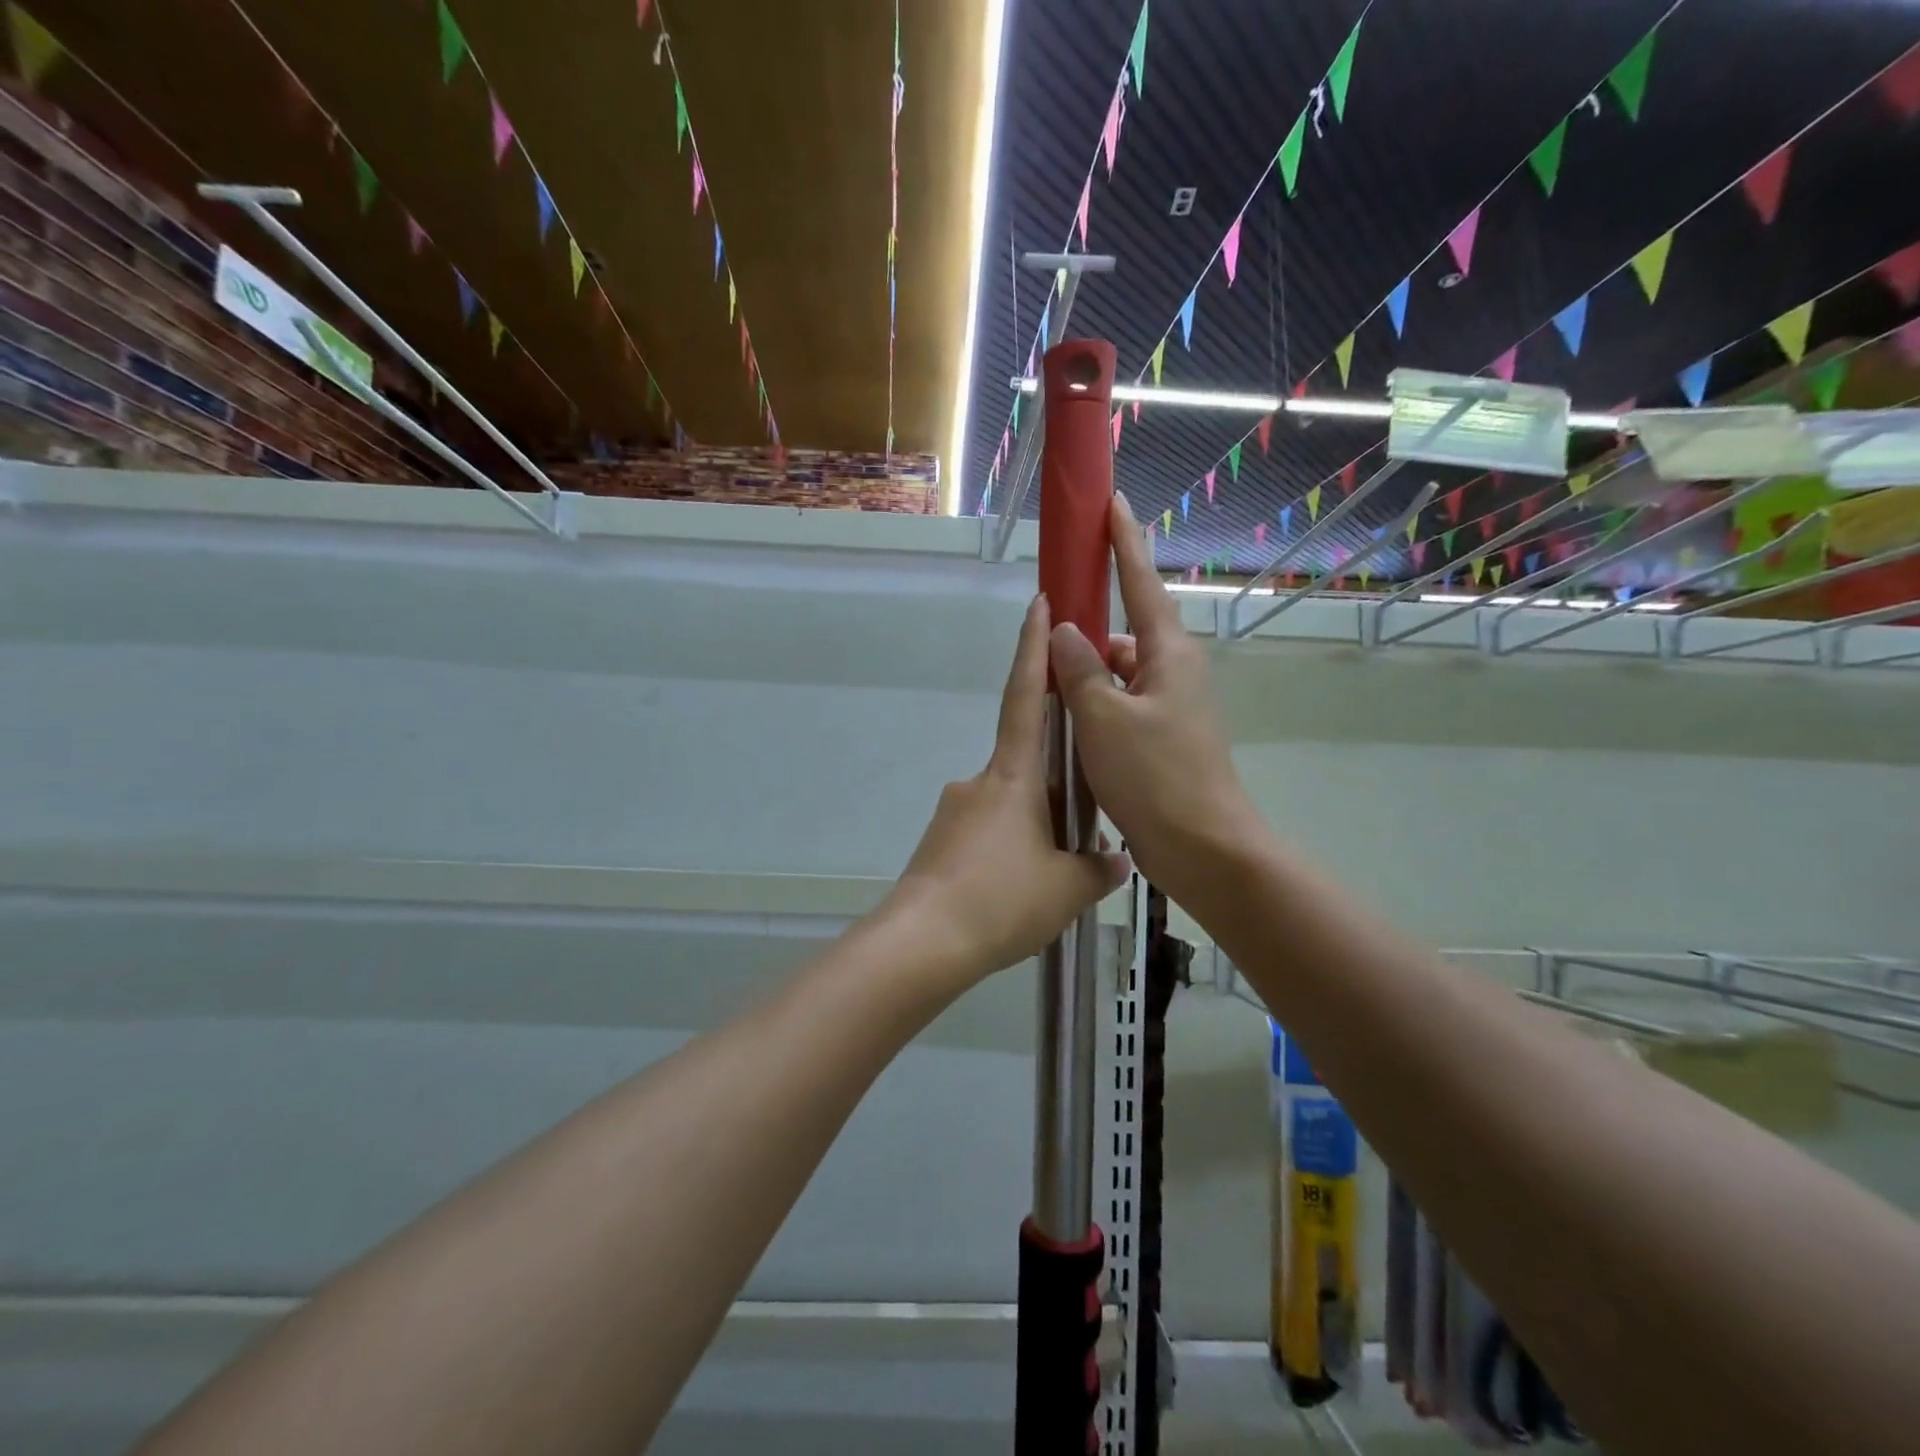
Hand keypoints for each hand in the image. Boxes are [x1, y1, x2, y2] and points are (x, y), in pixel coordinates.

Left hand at [884, 595, 1129, 987]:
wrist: (925, 941)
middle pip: (1025, 766)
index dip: (1032, 649)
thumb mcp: (1067, 888)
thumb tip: (1116, 860)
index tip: (1038, 606)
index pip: (1026, 697)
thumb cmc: (1002, 899)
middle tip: (1078, 831)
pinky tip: (1018, 891)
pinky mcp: (940, 843)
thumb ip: (1097, 869)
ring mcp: (955, 812)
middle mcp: (980, 782)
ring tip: (1051, 878)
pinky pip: (986, 836)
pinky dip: (1008, 852)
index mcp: (1013, 775)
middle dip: (1055, 788)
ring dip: (1032, 830)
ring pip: (1008, 807)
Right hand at [1047, 495, 1262, 907]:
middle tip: (1047, 635)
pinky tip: (1068, 725)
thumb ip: (1080, 670)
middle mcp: (1173, 671)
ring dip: (1086, 677)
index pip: (1141, 581)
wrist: (1202, 848)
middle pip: (1124, 631)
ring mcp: (1170, 706)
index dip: (1124, 541)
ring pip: (1118, 673)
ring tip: (1048, 692)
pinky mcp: (1161, 737)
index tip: (1112, 502)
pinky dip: (1095, 707)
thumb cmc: (1155, 777)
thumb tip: (1066, 630)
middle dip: (1087, 630)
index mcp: (1168, 654)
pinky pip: (1120, 704)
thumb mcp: (1104, 718)